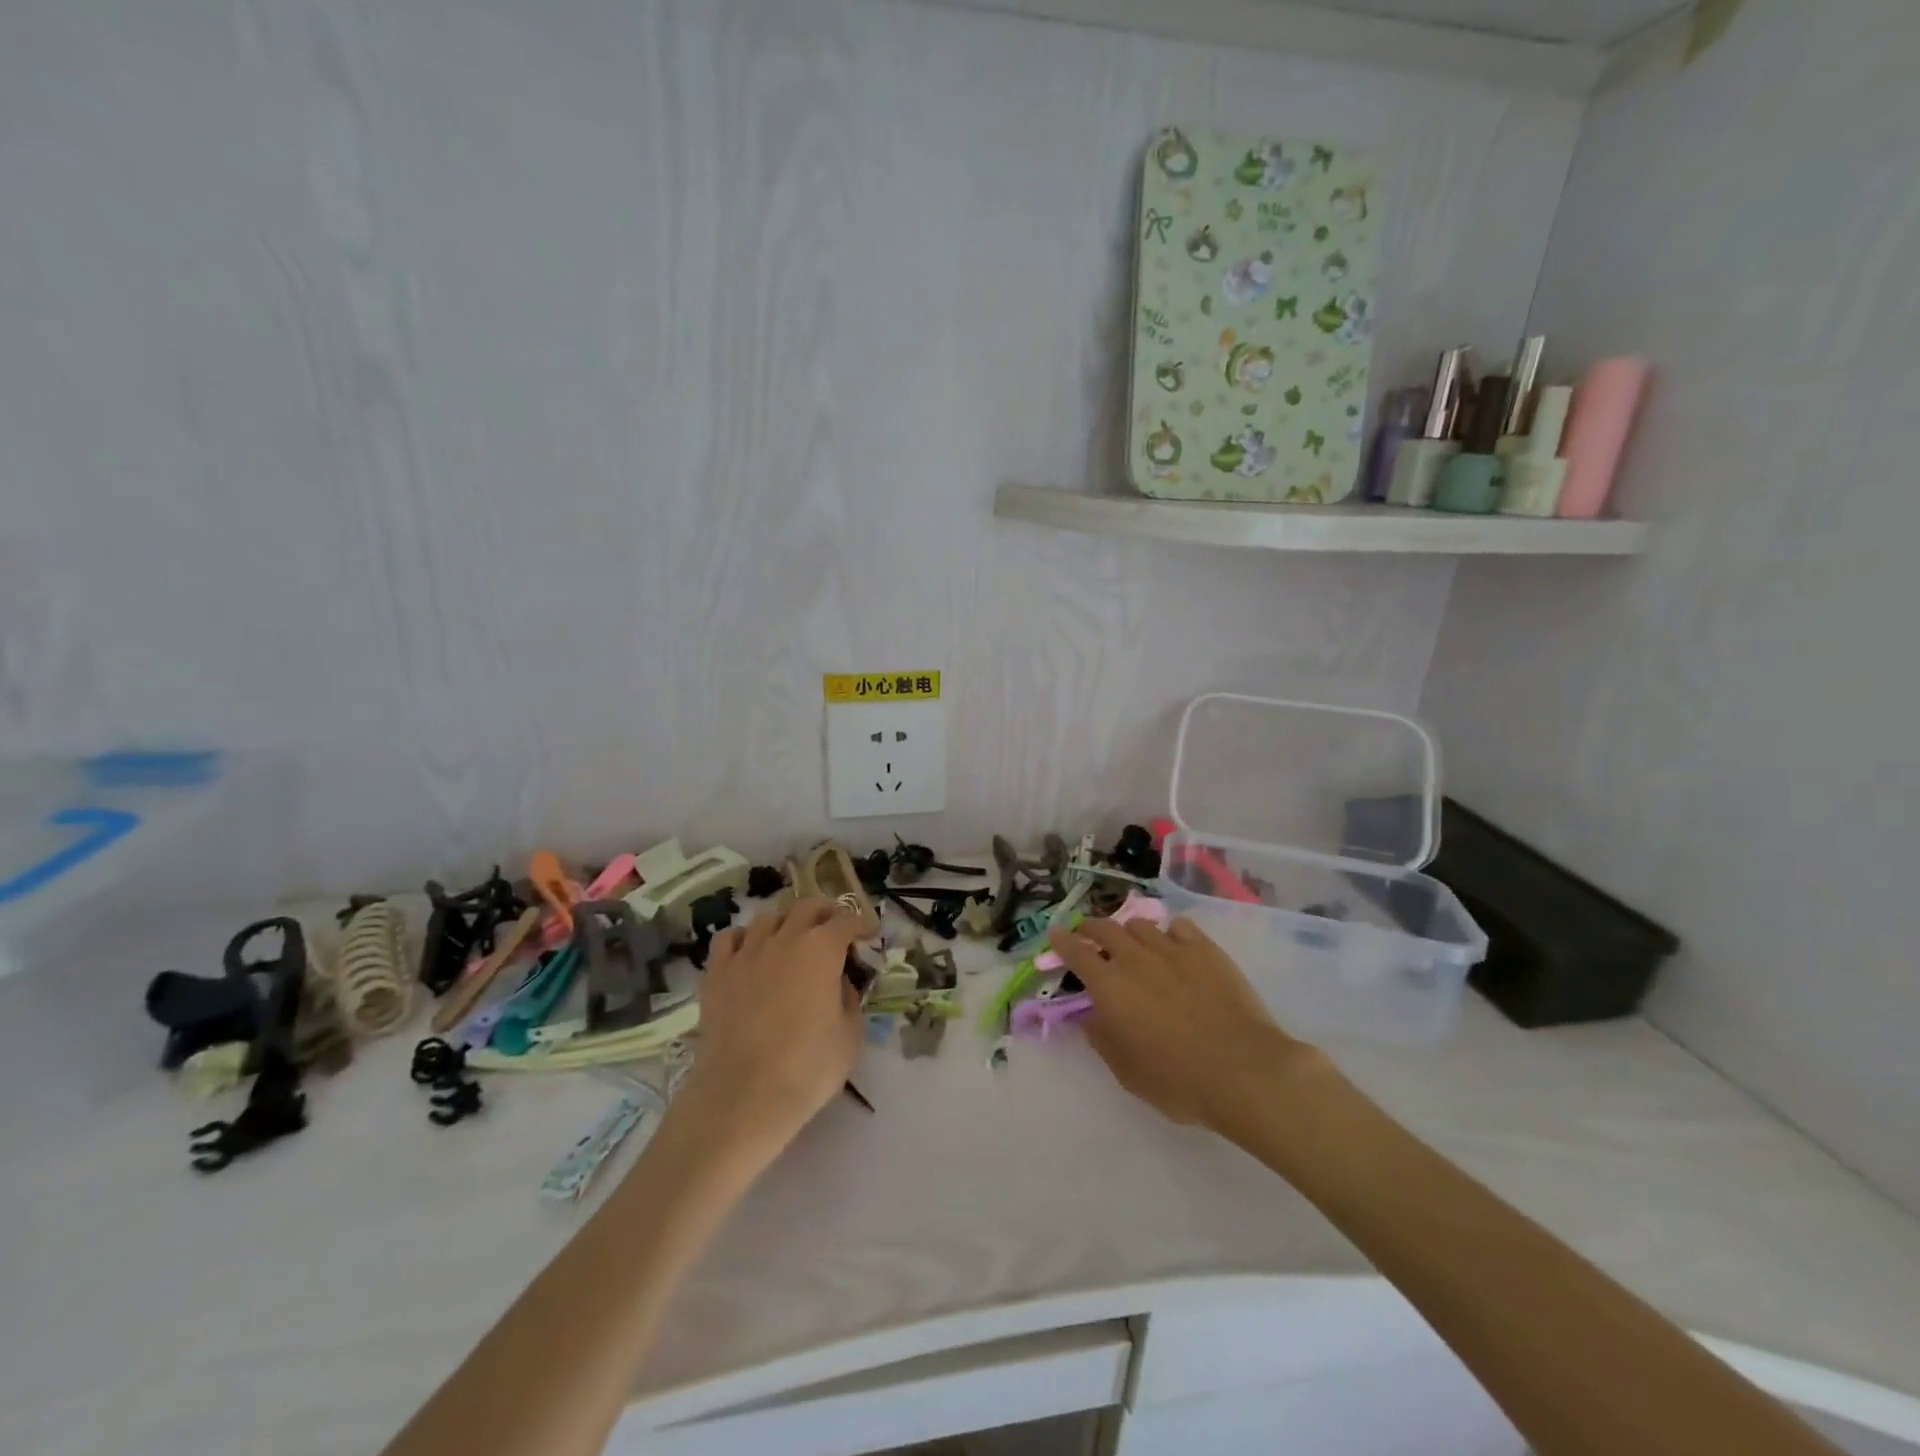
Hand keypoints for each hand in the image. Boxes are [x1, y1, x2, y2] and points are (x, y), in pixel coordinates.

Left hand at [670, 897, 865, 1167]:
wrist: (743, 1096)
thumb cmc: (808, 1067)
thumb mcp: (850, 1034)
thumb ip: (849, 998)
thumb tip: (839, 983)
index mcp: (822, 949)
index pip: (846, 920)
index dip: (861, 925)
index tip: (868, 936)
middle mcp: (784, 939)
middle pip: (806, 906)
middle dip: (825, 913)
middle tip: (833, 931)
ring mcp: (746, 953)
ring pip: (767, 917)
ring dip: (785, 923)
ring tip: (791, 940)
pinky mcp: (717, 973)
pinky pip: (729, 938)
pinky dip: (743, 938)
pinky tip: (750, 953)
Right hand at [1045, 915, 1329, 1136]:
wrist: (1244, 1070)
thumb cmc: (1178, 1080)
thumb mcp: (1127, 1071)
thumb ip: (1102, 1038)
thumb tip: (1089, 1015)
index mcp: (1109, 986)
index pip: (1075, 952)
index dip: (1062, 942)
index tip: (1055, 934)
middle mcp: (1134, 958)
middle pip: (1104, 928)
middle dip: (1090, 928)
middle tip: (1088, 935)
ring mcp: (1172, 949)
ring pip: (1140, 924)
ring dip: (1128, 930)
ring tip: (1131, 941)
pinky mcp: (1205, 949)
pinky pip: (1179, 927)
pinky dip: (1168, 932)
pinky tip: (1172, 943)